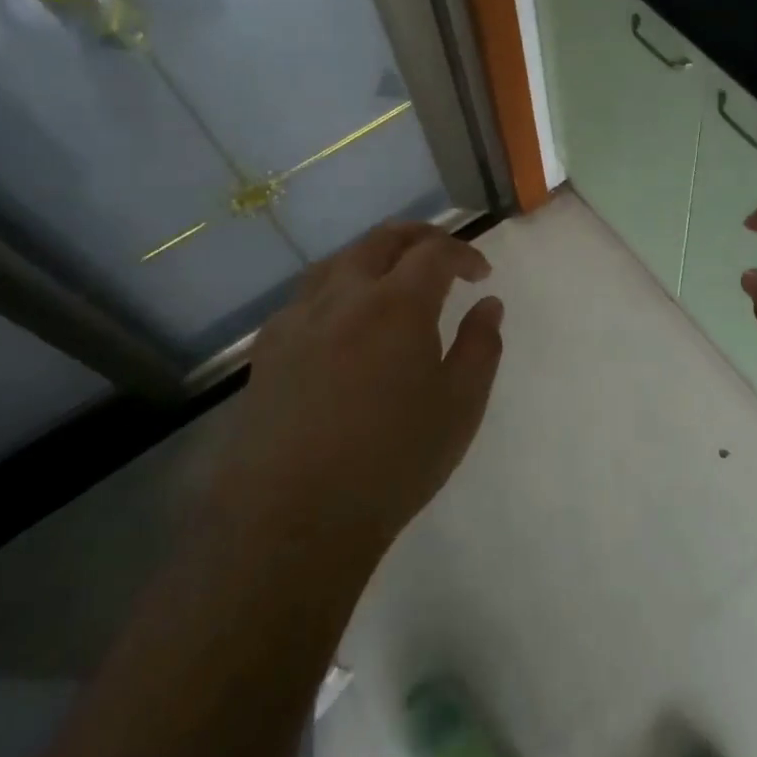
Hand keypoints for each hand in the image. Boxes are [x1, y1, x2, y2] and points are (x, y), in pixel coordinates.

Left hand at [209, 222, 504, 558]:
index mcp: (397, 305)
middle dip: (419, 238)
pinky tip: (344, 321)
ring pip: (339, 261)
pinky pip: (307, 296)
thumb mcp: (460, 407)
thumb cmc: (392, 462)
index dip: (463, 254)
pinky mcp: (268, 347)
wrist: (294, 517)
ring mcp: (299, 318)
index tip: (480, 275)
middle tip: (442, 257)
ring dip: (374, 256)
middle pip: (382, 240)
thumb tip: (488, 304)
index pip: (434, 252)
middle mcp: (344, 295)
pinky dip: (337, 288)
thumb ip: (481, 346)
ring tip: (393, 278)